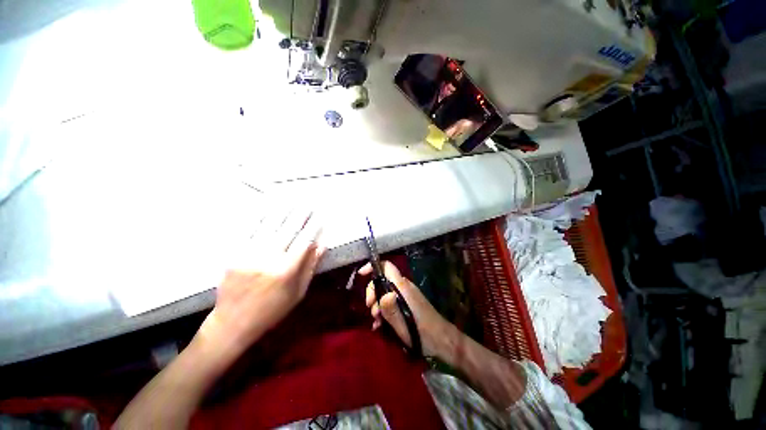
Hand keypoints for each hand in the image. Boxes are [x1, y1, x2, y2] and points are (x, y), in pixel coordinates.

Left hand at [200, 207, 324, 352]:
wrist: (233, 323)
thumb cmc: (272, 310)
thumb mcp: (298, 293)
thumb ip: (310, 267)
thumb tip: (321, 245)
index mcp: (286, 271)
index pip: (304, 241)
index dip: (313, 227)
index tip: (320, 216)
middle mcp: (268, 259)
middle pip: (288, 230)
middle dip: (300, 214)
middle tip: (308, 202)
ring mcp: (249, 254)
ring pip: (269, 226)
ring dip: (282, 211)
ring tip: (291, 199)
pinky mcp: (234, 254)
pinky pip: (248, 231)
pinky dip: (259, 217)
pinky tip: (267, 207)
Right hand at [360, 261, 452, 356]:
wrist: (442, 340)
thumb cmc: (422, 333)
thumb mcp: (402, 325)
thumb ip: (391, 309)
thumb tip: (383, 293)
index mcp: (403, 287)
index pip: (387, 266)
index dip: (373, 266)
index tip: (361, 275)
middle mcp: (404, 286)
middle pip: (383, 280)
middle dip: (373, 293)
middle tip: (371, 311)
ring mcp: (406, 294)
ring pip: (385, 291)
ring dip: (378, 304)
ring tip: (377, 322)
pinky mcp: (408, 301)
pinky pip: (392, 299)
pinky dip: (384, 308)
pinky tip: (381, 324)